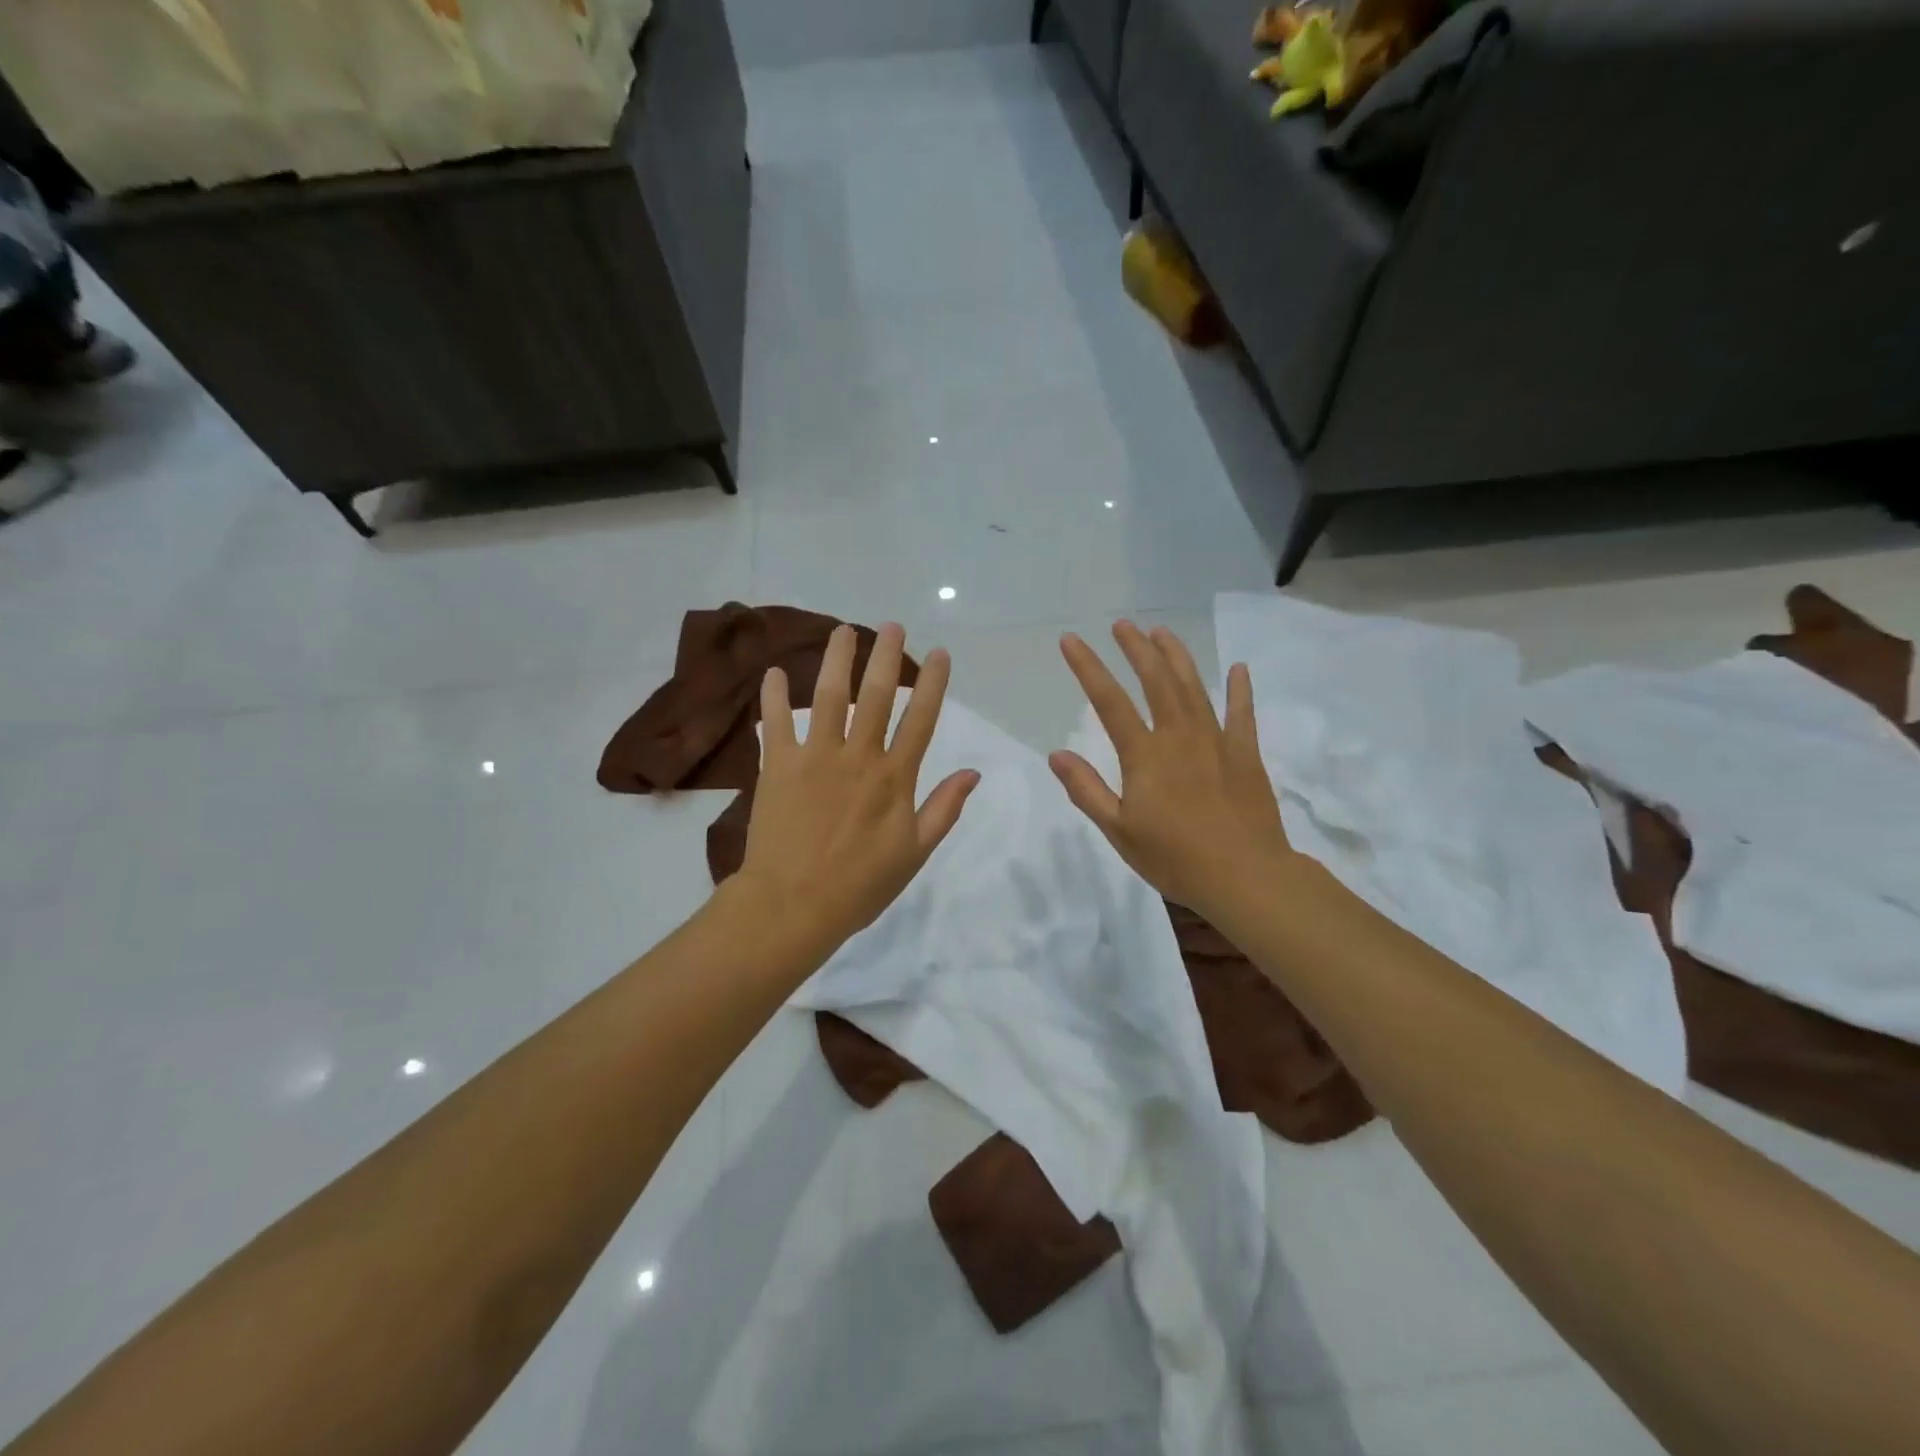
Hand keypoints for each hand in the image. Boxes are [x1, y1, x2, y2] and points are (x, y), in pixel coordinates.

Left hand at [737, 623, 978, 956]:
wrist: (794, 905)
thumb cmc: (860, 885)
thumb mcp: (915, 853)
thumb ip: (943, 808)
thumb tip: (973, 772)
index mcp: (894, 778)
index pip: (920, 719)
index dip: (932, 684)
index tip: (938, 653)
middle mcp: (858, 757)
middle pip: (877, 696)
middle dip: (886, 657)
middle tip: (891, 625)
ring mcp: (815, 757)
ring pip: (830, 697)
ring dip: (838, 660)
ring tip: (843, 630)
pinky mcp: (777, 766)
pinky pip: (775, 723)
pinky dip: (774, 697)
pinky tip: (775, 671)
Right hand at [1050, 622, 1290, 921]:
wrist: (1246, 877)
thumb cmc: (1175, 859)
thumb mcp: (1118, 830)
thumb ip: (1087, 790)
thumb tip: (1057, 754)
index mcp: (1145, 755)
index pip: (1109, 701)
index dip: (1088, 667)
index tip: (1071, 639)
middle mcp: (1179, 736)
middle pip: (1155, 680)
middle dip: (1136, 649)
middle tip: (1122, 625)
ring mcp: (1216, 741)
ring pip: (1194, 687)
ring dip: (1176, 656)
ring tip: (1162, 632)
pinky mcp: (1245, 754)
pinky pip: (1242, 713)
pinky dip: (1239, 689)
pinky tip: (1237, 668)